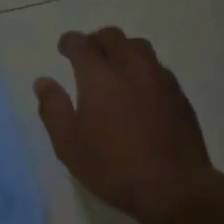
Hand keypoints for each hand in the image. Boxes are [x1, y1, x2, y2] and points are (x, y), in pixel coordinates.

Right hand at [33, 28, 223, 223]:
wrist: (173, 186)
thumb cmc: (113, 167)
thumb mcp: (69, 145)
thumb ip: (53, 109)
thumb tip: (43, 82)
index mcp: (99, 76)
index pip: (82, 44)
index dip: (70, 42)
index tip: (64, 48)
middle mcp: (131, 68)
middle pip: (113, 37)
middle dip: (96, 40)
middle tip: (87, 54)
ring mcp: (160, 79)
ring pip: (140, 47)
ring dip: (123, 49)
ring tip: (115, 66)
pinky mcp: (179, 95)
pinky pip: (158, 68)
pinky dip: (143, 68)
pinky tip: (140, 88)